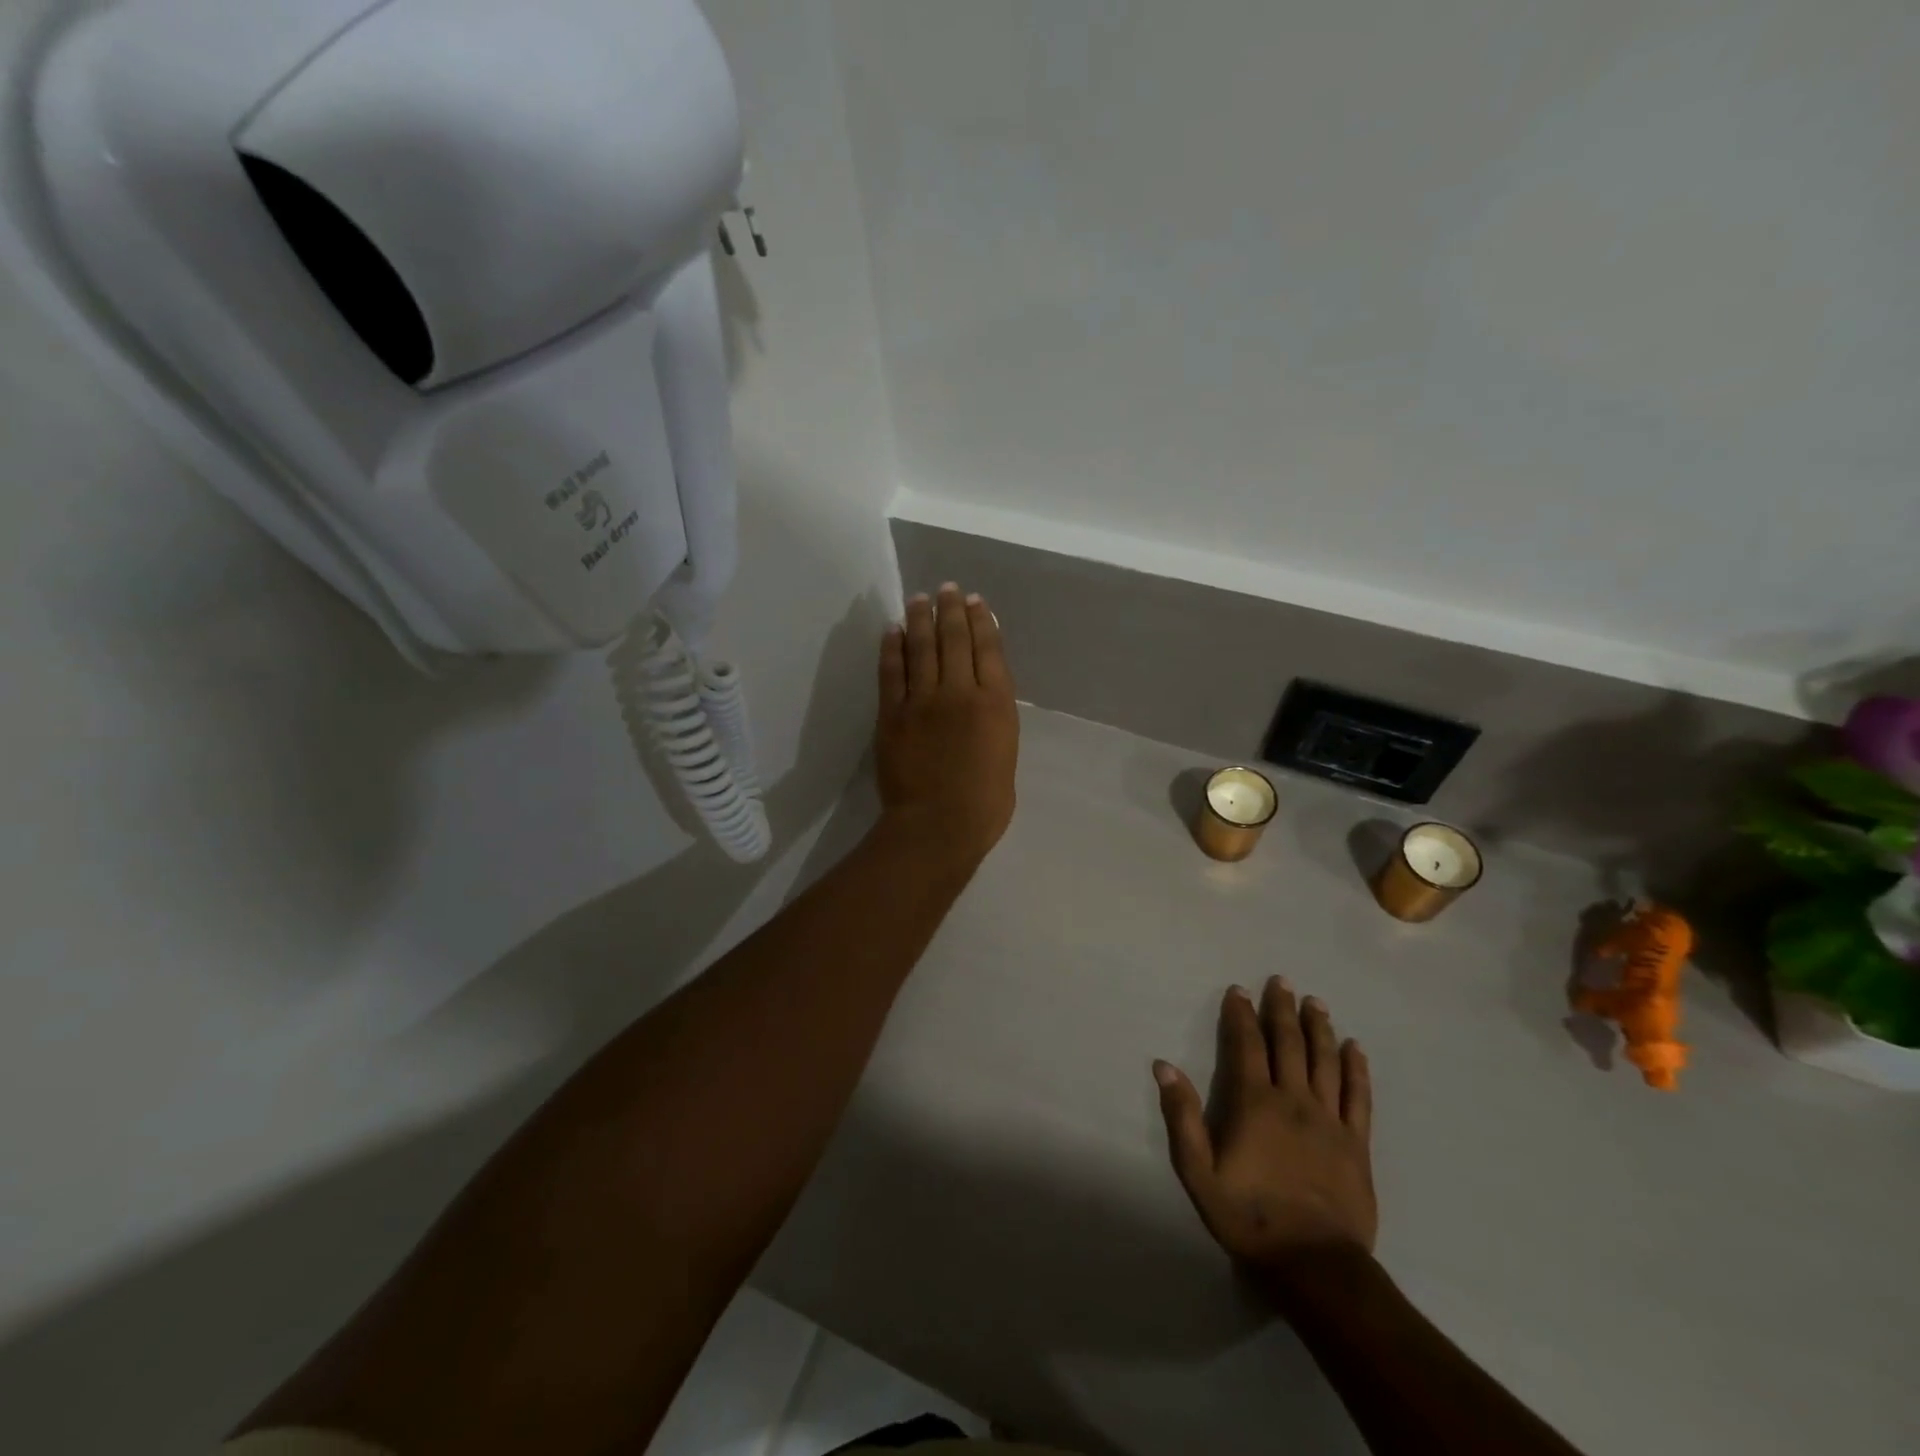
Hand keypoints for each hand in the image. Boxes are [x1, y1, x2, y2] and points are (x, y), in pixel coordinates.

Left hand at [876, 583, 1019, 867]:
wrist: (938, 825)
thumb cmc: (985, 802)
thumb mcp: (1006, 753)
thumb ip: (995, 717)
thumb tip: (983, 695)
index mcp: (995, 703)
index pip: (988, 649)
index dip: (981, 621)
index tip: (974, 602)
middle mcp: (960, 691)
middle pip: (954, 639)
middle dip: (951, 609)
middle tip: (946, 589)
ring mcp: (923, 700)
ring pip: (922, 647)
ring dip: (920, 618)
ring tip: (920, 598)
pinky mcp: (892, 713)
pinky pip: (891, 671)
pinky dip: (892, 647)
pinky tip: (892, 629)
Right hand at [1155, 979, 1376, 1281]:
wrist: (1315, 1266)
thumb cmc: (1249, 1217)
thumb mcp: (1198, 1172)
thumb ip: (1182, 1117)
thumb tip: (1164, 1066)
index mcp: (1255, 1103)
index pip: (1247, 1046)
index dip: (1241, 1015)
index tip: (1239, 990)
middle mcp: (1294, 1100)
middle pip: (1289, 1044)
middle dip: (1282, 1009)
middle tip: (1281, 981)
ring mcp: (1330, 1120)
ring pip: (1325, 1061)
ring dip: (1319, 1028)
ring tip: (1315, 1002)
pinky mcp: (1357, 1143)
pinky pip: (1359, 1097)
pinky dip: (1356, 1069)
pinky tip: (1355, 1048)